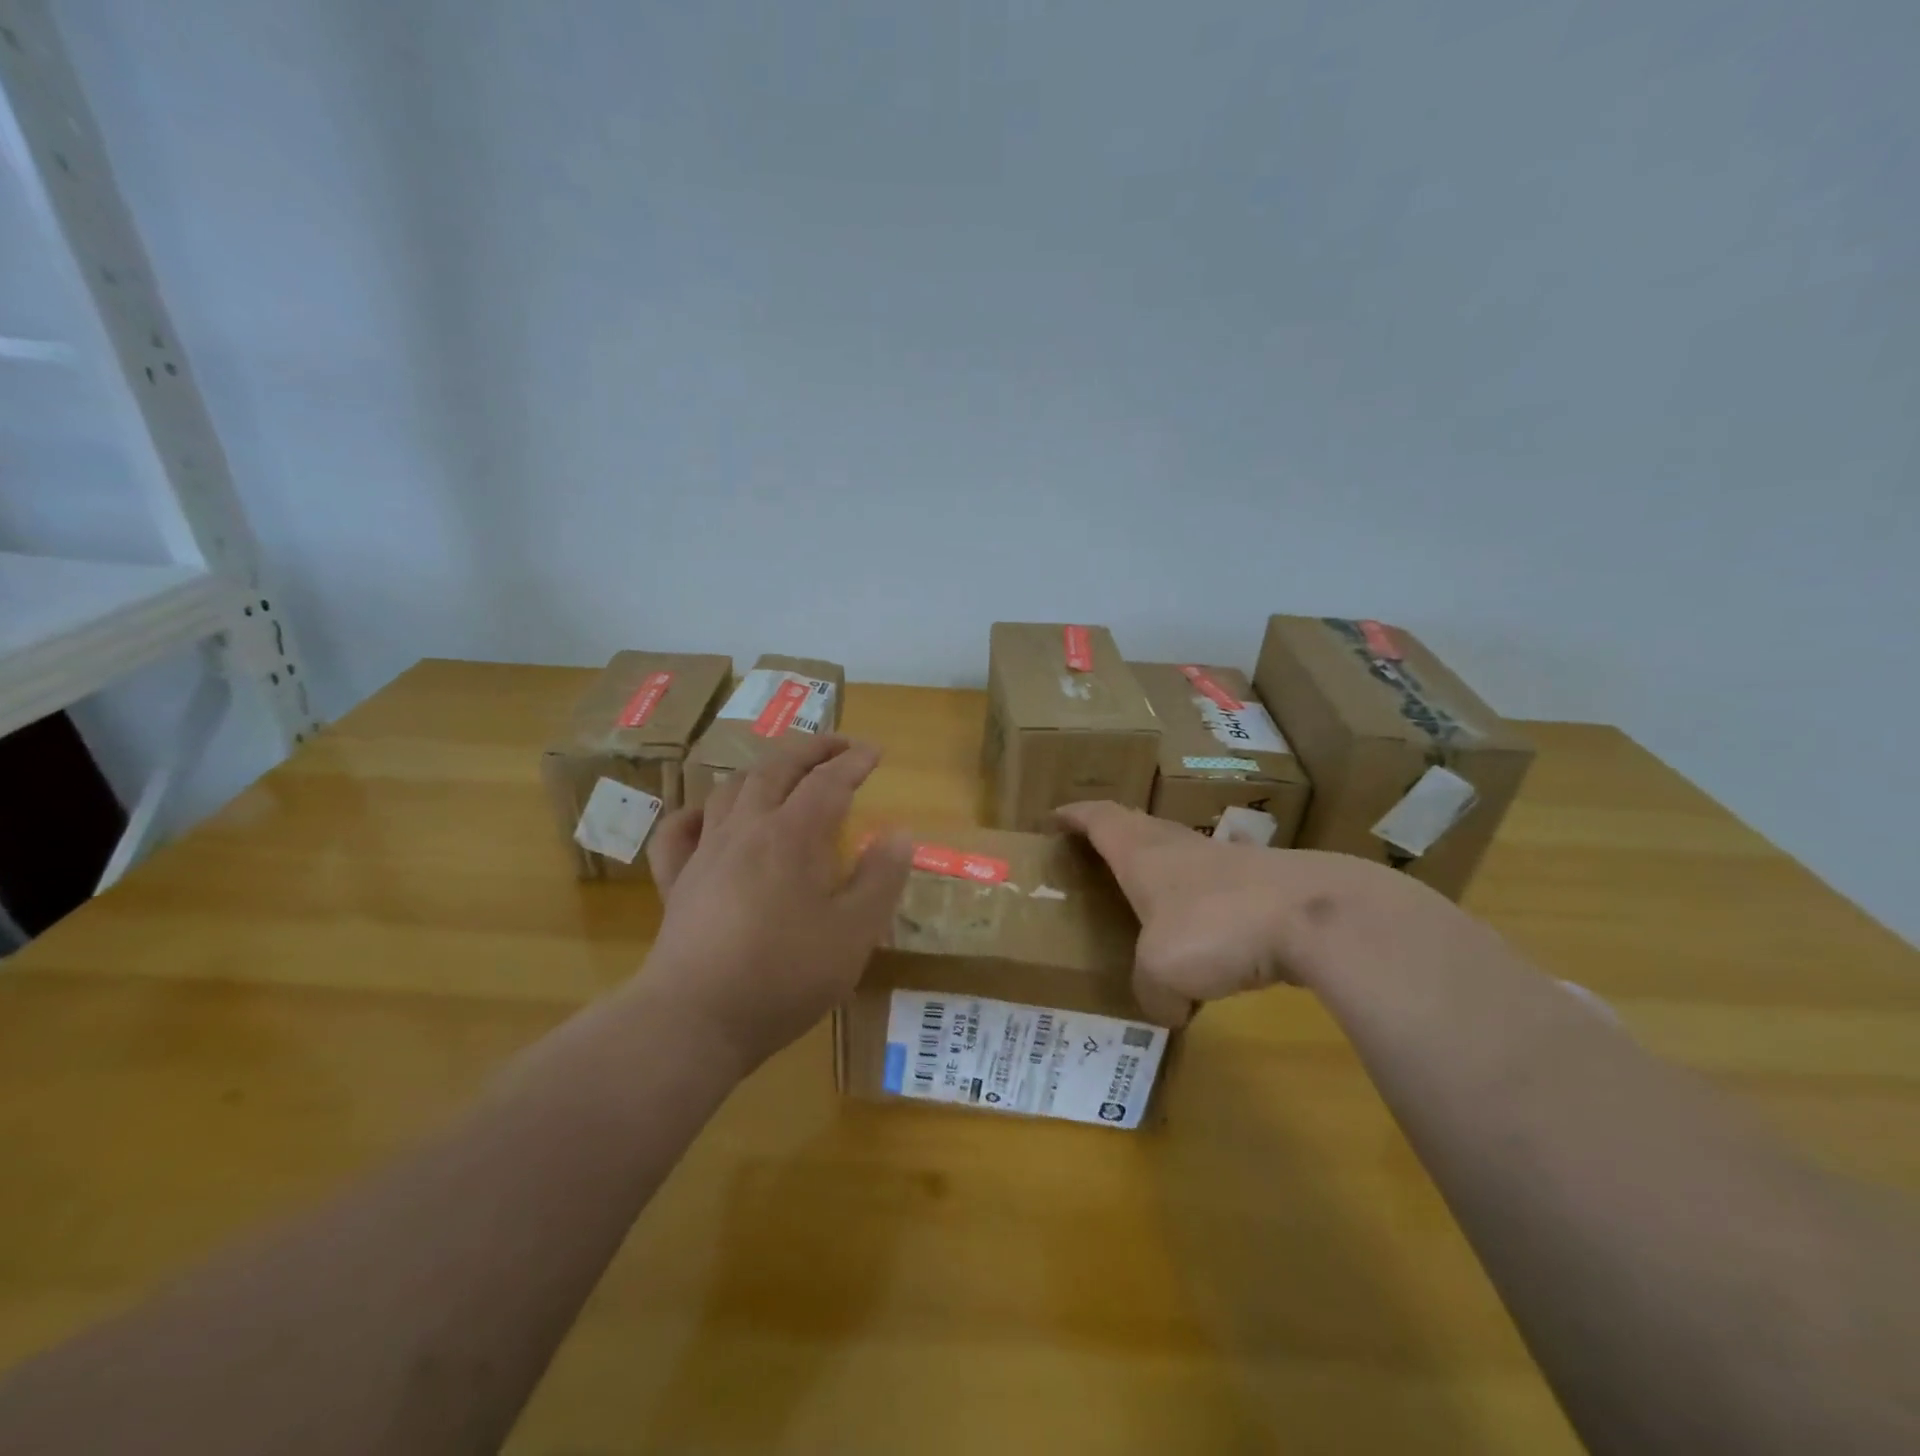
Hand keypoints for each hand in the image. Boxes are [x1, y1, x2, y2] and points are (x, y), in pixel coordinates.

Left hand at [638, 734, 912, 1072]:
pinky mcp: (676, 883)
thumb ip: (881, 878)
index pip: (828, 782)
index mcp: (793, 835)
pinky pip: (679, 832)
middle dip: (811, 749)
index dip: (854, 761)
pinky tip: (707, 817)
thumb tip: (899, 833)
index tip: (876, 752)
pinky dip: (696, 814)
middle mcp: (746, 829)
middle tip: (838, 745)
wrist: (695, 1020)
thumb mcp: (854, 933)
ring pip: (730, 790)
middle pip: (776, 769)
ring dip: (762, 771)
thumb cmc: (784, 976)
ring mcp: (705, 853)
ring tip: (783, 772)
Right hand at [1055, 801, 1430, 1024]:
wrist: (1313, 916)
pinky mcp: (1264, 882)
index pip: (1099, 818)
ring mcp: (1226, 860)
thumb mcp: (1163, 973)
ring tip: (1152, 897)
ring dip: (1163, 867)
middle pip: (1139, 826)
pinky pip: (1220, 887)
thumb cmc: (1215, 928)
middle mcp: (1179, 846)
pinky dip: (1206, 902)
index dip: (1075, 815)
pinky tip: (1213, 932)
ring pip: (1182, 854)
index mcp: (1142, 853)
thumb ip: (1151, 992)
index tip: (1055, 816)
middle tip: (1097, 855)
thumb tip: (1165, 1008)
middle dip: (1115, 835)